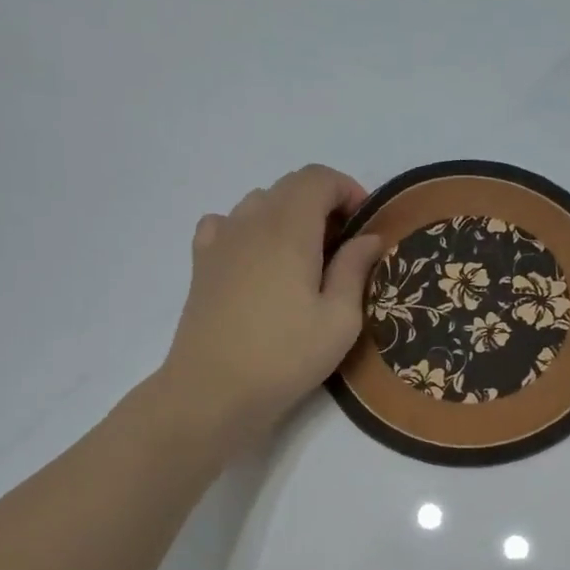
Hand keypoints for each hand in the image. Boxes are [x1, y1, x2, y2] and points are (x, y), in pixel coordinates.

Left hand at [159, 165, 382, 452]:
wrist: (213, 390)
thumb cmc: (285, 357)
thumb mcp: (339, 320)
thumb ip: (355, 269)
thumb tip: (368, 237)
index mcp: (289, 229)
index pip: (318, 178)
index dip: (347, 190)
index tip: (364, 225)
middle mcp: (251, 221)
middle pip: (289, 186)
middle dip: (322, 203)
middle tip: (342, 246)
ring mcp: (220, 240)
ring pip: (258, 202)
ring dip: (287, 215)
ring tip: (303, 257)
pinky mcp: (201, 263)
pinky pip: (226, 224)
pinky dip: (249, 229)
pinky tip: (257, 261)